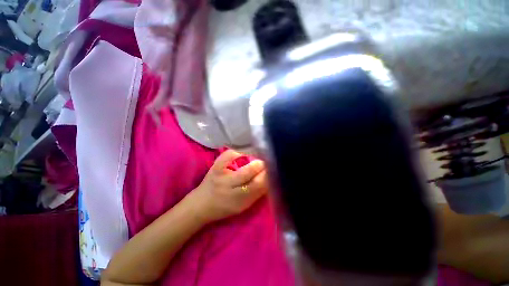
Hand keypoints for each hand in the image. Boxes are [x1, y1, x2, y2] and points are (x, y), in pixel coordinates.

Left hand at [187, 150, 268, 223]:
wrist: (202, 203)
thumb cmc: (224, 207)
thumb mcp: (243, 206)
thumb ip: (257, 193)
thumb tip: (270, 178)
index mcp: (238, 199)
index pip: (258, 185)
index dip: (268, 175)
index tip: (275, 169)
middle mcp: (229, 186)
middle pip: (250, 172)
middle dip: (263, 165)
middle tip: (268, 161)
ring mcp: (221, 174)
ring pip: (242, 163)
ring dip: (254, 158)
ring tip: (259, 156)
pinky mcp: (215, 165)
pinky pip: (230, 154)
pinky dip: (239, 152)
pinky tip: (244, 153)